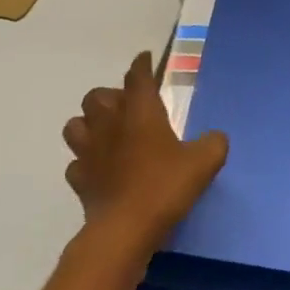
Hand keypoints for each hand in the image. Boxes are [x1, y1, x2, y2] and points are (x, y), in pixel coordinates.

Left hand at [64, 52, 227, 257]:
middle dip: (110, 95)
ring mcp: (89, 152)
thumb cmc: (165, 186)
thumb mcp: (205, 161)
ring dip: (89, 123)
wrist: (124, 230)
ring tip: (106, 132)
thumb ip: (213, 143)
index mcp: (141, 112)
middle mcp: (110, 124)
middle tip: (128, 105)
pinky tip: (99, 168)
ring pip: (76, 125)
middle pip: (97, 96)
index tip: (145, 58)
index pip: (137, 77)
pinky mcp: (79, 180)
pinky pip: (76, 163)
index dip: (142, 65)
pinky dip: (85, 161)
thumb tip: (214, 138)